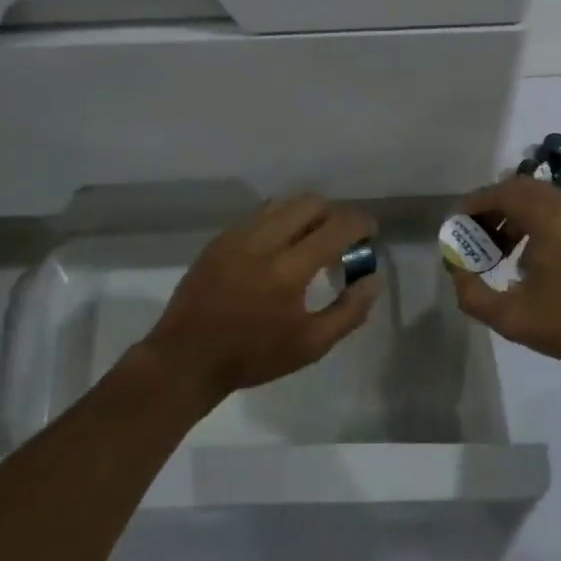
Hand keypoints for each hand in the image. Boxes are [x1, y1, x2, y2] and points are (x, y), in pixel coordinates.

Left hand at [140, 195, 379, 406]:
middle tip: (340, 240)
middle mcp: (264, 242)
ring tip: (309, 242)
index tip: (370, 233)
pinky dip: (279, 223)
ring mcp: (238, 236)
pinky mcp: (220, 239)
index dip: (361, 223)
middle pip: (311, 203)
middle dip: (334, 214)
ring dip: (305, 215)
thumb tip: (373, 278)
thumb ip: (350, 311)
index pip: (337, 226)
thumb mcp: (311, 345)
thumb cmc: (253, 357)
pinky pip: (259, 216)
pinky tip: (278, 250)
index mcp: (289, 269)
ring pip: (283, 204)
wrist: (187, 358)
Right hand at [450, 177, 560, 373]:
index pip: (499, 192)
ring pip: (539, 198)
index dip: (472, 205)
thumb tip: (456, 271)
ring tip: (496, 249)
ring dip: (512, 214)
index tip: (454, 225)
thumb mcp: (511, 318)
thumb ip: (472, 294)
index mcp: (548, 216)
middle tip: (472, 235)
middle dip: (490, 207)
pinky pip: (557, 209)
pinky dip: (534, 220)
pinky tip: (527, 256)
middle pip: (518, 189)